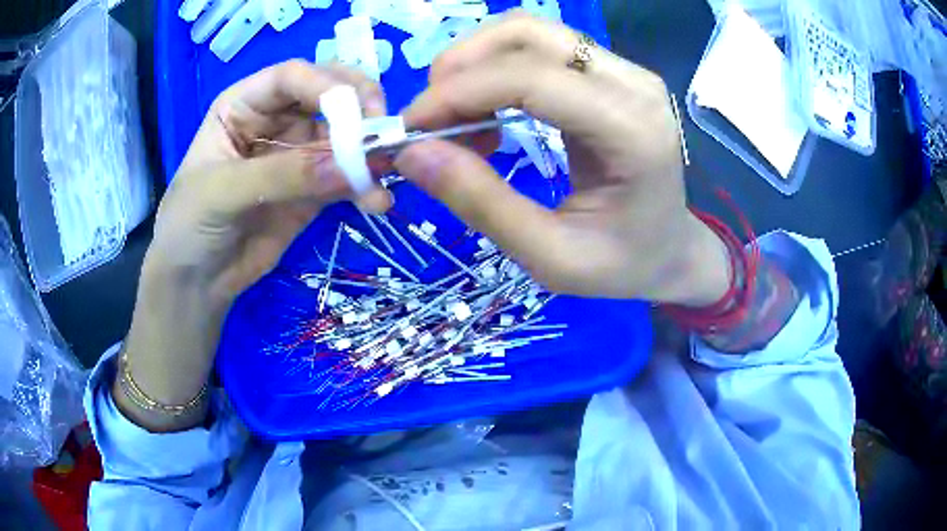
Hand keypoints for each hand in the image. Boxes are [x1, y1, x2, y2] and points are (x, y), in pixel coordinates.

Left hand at [119, 61, 386, 430]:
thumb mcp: (223, 192)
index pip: (293, 77)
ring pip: (344, 137)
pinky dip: (366, 186)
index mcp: (244, 104)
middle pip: (328, 96)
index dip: (327, 86)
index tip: (359, 113)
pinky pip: (346, 178)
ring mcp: (297, 154)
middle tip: (383, 129)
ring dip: (368, 151)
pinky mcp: (313, 190)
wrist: (196, 281)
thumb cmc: (190, 224)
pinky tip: (377, 202)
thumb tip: (351, 164)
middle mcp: (275, 120)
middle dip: (359, 108)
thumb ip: (281, 175)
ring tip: (386, 173)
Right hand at [395, 13, 729, 305]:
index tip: (411, 128)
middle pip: (528, 34)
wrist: (671, 251)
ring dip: (476, 63)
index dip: (459, 93)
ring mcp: (625, 71)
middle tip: (430, 120)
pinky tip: (488, 112)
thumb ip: (482, 203)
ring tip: (457, 119)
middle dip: (461, 66)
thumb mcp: (551, 257)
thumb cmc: (622, 265)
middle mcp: (633, 84)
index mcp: (631, 131)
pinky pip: (541, 48)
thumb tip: (412, 153)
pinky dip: (497, 69)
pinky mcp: (611, 72)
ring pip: (529, 32)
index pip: (531, 78)